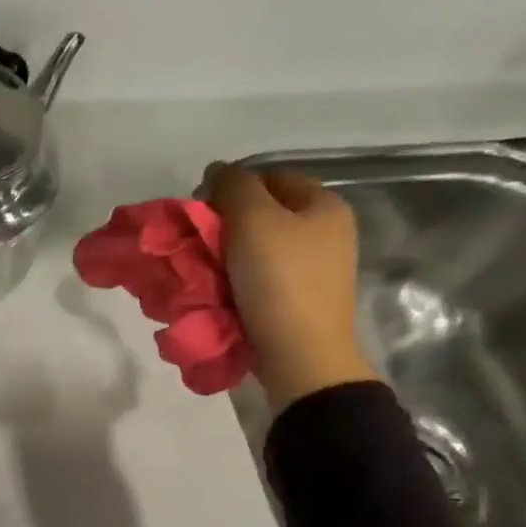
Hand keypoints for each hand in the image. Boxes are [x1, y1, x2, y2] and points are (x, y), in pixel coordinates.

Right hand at [206, 166, 377, 412]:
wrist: (300, 355)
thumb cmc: (279, 280)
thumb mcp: (253, 219)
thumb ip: (233, 186)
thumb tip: (217, 171)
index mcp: (324, 205)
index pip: (269, 177)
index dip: (232, 187)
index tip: (201, 211)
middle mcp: (326, 232)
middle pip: (263, 214)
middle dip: (226, 224)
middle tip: (198, 241)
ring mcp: (315, 269)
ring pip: (258, 248)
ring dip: (226, 255)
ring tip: (203, 269)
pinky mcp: (299, 300)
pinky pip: (260, 278)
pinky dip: (236, 280)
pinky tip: (219, 290)